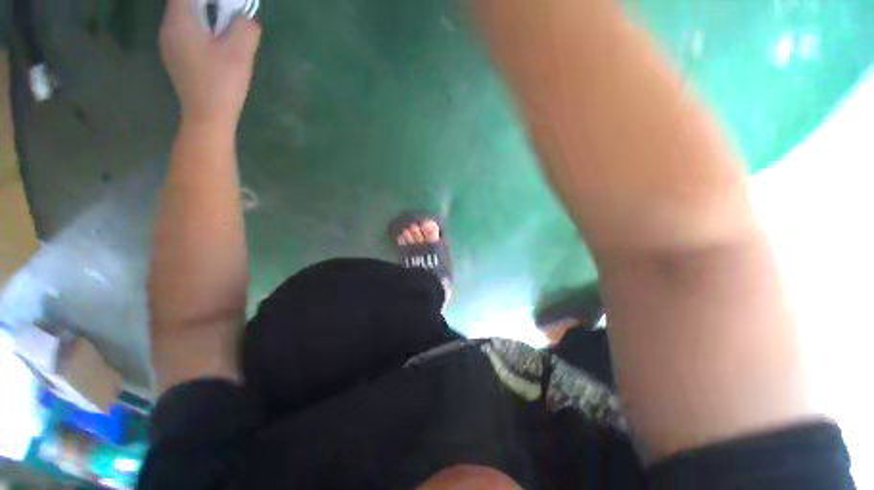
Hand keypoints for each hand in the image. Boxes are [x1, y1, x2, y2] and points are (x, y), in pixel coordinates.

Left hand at [160, 0, 260, 127]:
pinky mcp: (176, 59)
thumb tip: (246, 17)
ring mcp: (169, 45)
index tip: (224, 5)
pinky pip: (186, 32)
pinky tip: (215, 44)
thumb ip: (245, 28)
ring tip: (224, 28)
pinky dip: (200, 30)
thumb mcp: (240, 53)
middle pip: (184, 2)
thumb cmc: (221, 83)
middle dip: (207, 3)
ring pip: (184, 17)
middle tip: (228, 12)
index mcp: (179, 21)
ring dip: (204, 16)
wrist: (207, 117)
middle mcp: (168, 28)